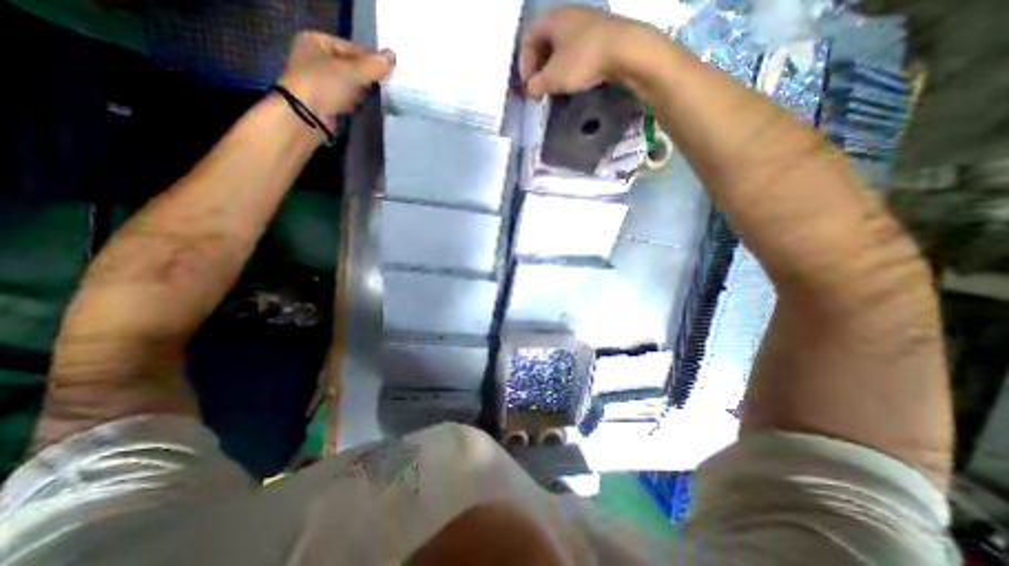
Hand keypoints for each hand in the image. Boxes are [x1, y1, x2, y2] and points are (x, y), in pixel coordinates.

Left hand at [279, 31, 398, 122]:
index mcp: (316, 41)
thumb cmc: (324, 85)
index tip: (390, 71)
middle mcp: (316, 58)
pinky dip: (357, 102)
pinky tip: (368, 106)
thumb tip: (393, 55)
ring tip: (381, 96)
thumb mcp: (352, 71)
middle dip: (368, 77)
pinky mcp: (326, 102)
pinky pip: (348, 99)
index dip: (371, 59)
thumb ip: (374, 65)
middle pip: (352, 66)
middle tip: (387, 84)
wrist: (307, 117)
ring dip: (364, 90)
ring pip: (351, 84)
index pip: (352, 48)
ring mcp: (320, 82)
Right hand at [520, 6, 654, 98]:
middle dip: (538, 68)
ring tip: (554, 87)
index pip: (527, 39)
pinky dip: (568, 65)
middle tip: (539, 88)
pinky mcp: (600, 35)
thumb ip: (536, 85)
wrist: (625, 50)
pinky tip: (572, 79)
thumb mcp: (553, 78)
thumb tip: (532, 89)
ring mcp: (585, 23)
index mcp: (551, 19)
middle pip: (543, 42)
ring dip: (553, 69)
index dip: (524, 65)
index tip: (529, 86)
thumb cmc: (582, 60)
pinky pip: (576, 50)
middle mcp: (567, 15)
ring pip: (560, 46)